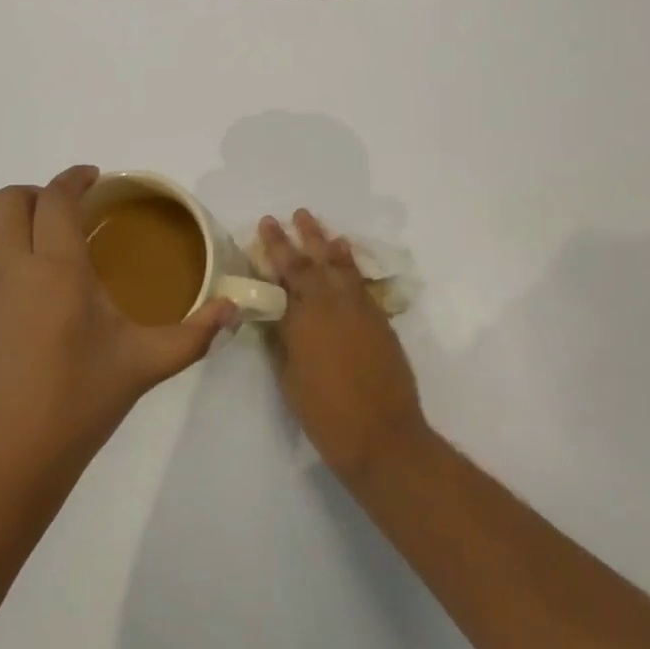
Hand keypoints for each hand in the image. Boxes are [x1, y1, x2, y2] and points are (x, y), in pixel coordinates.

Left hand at [0, 166, 235, 500]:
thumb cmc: (76, 409)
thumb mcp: (143, 366)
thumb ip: (194, 335)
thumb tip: (234, 311)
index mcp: (55, 271)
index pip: (55, 198)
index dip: (73, 178)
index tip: (93, 178)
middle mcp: (7, 273)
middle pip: (7, 203)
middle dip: (37, 195)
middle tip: (68, 215)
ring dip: (21, 244)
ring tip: (54, 282)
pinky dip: (5, 286)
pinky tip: (26, 333)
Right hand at [260, 211, 429, 485]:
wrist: (382, 434)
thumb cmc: (325, 414)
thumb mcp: (290, 378)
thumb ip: (281, 340)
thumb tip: (273, 314)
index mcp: (303, 317)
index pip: (285, 271)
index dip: (275, 246)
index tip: (267, 223)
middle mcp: (331, 302)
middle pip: (313, 260)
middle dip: (300, 236)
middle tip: (293, 214)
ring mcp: (359, 308)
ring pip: (340, 265)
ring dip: (327, 243)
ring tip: (317, 224)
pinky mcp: (379, 318)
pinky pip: (360, 280)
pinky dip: (350, 264)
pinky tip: (345, 255)